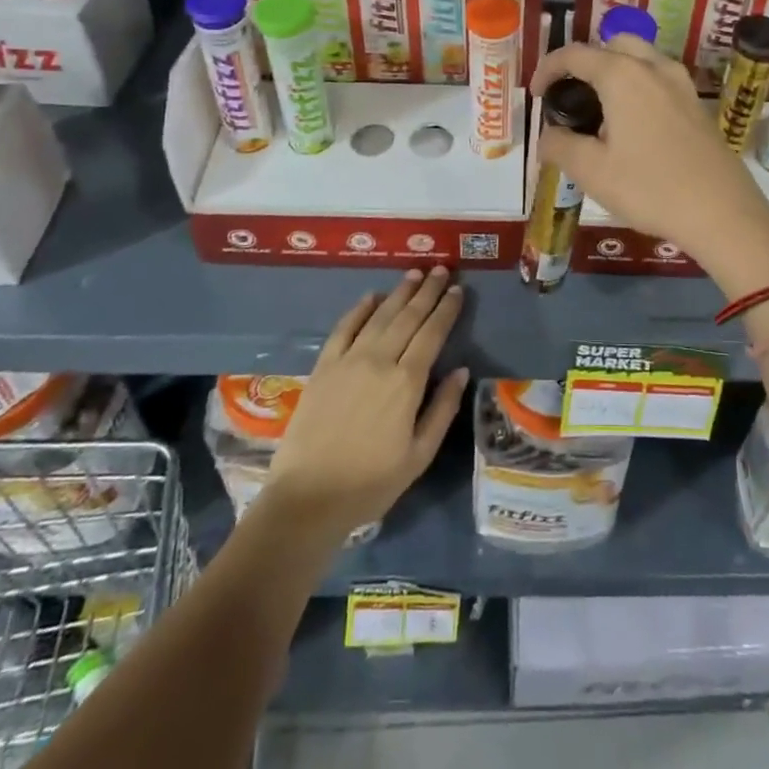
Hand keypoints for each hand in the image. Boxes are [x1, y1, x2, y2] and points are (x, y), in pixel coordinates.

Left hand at [265, 268, 469, 533]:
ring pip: (379, 316)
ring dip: (399, 292)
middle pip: (408, 317)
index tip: (457, 290)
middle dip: (427, 291)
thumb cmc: (370, 483)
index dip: (446, 309)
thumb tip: (461, 371)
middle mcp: (379, 361)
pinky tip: (371, 296)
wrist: (307, 499)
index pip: (432, 333)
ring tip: (415, 273)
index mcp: (407, 382)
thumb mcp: (419, 455)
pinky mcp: (323, 367)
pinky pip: (344, 328)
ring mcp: (348, 361)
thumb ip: (442, 409)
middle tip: (441, 269)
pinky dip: (359, 309)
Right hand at [531, 36, 768, 284]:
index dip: (549, 68)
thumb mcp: (592, 172)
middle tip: (571, 94)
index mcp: (623, 75)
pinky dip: (638, 86)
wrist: (722, 212)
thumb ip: (560, 146)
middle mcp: (654, 68)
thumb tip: (548, 136)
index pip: (575, 54)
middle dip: (587, 61)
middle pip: (613, 44)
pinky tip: (632, 126)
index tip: (536, 94)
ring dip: (615, 71)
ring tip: (600, 110)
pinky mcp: (698, 105)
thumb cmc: (650, 188)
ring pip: (641, 58)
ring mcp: (682, 84)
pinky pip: (660, 80)